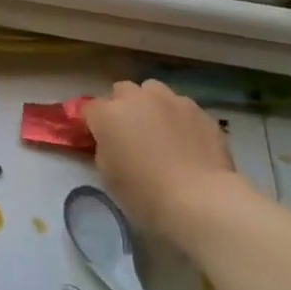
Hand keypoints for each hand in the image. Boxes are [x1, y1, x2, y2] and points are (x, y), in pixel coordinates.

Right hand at [85, 80, 253, 242]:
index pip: (90, 108)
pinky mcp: (200, 111)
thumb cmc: (144, 192)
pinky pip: (182, 107)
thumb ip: (104, 147)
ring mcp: (172, 101)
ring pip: (154, 91)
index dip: (92, 123)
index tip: (97, 139)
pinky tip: (186, 141)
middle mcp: (138, 98)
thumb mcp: (108, 173)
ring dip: (151, 105)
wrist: (199, 199)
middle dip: (122, 106)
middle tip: (129, 132)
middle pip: (122, 90)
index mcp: (108, 114)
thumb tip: (112, 141)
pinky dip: (178, 118)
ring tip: (160, 130)